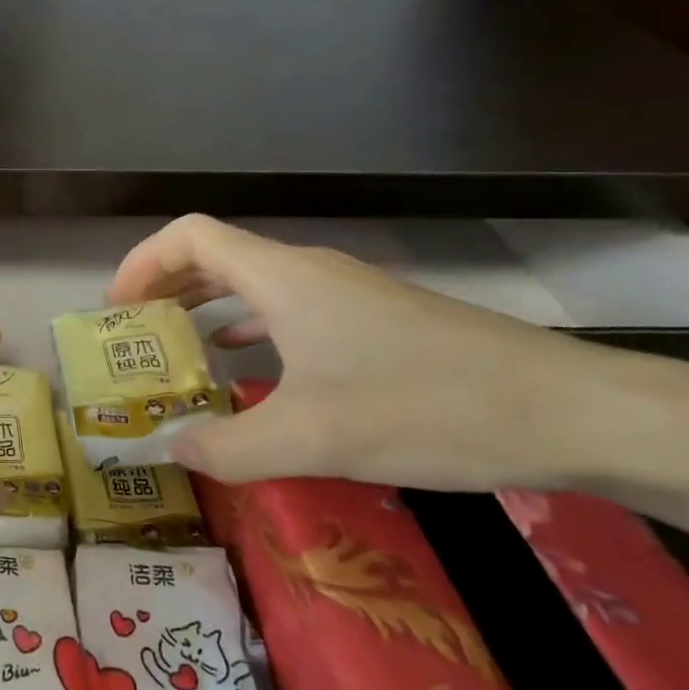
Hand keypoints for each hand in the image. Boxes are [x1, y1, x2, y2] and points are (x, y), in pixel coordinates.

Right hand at [108, 215, 599, 490]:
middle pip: (214, 255)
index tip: (116, 310)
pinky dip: (248, 326)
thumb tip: (167, 452)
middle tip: (132, 334)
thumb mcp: (313, 438)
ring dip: (204, 305)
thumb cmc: (426, 408)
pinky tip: (245, 366)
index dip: (142, 263)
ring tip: (174, 348)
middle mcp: (307, 272)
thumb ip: (227, 448)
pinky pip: (287, 308)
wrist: (572, 412)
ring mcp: (344, 293)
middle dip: (164, 287)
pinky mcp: (373, 319)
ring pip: (251, 282)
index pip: (189, 236)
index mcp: (282, 278)